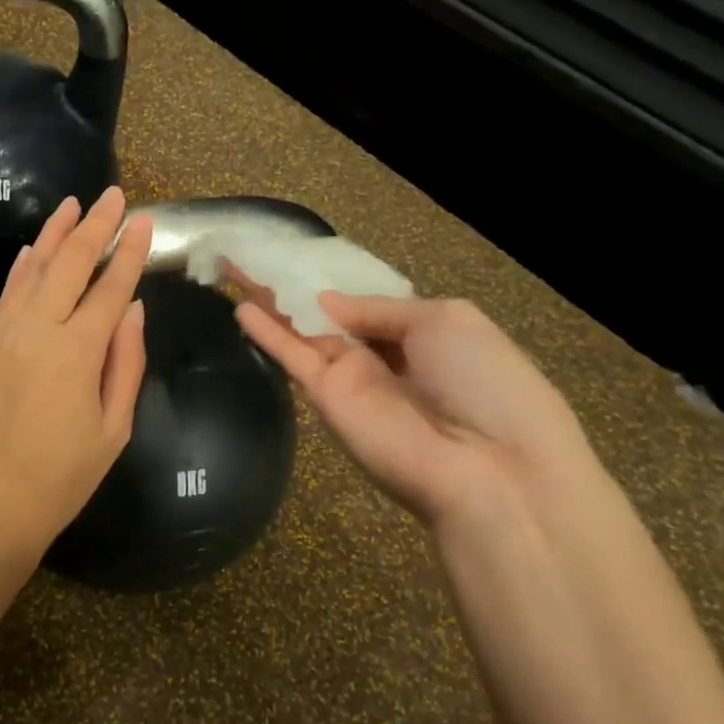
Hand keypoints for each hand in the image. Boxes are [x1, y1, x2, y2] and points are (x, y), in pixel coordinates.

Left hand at [0, 186, 152, 557]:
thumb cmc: (59, 479)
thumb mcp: (113, 431)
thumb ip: (124, 364)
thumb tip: (132, 311)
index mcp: (77, 352)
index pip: (110, 288)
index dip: (129, 252)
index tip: (144, 220)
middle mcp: (37, 331)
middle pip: (70, 265)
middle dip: (94, 226)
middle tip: (112, 195)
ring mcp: (2, 337)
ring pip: (32, 272)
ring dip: (54, 235)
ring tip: (71, 204)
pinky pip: (5, 297)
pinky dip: (20, 270)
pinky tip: (30, 250)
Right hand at [234, 291, 601, 532]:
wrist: (489, 468)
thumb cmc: (484, 382)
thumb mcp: (446, 320)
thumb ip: (380, 308)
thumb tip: (327, 302)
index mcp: (421, 335)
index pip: (367, 304)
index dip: (335, 282)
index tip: (300, 256)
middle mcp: (381, 357)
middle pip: (327, 315)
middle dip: (293, 286)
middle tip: (253, 255)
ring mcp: (350, 380)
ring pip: (302, 332)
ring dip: (270, 302)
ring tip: (233, 270)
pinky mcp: (325, 400)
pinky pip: (292, 358)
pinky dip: (267, 334)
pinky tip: (238, 308)